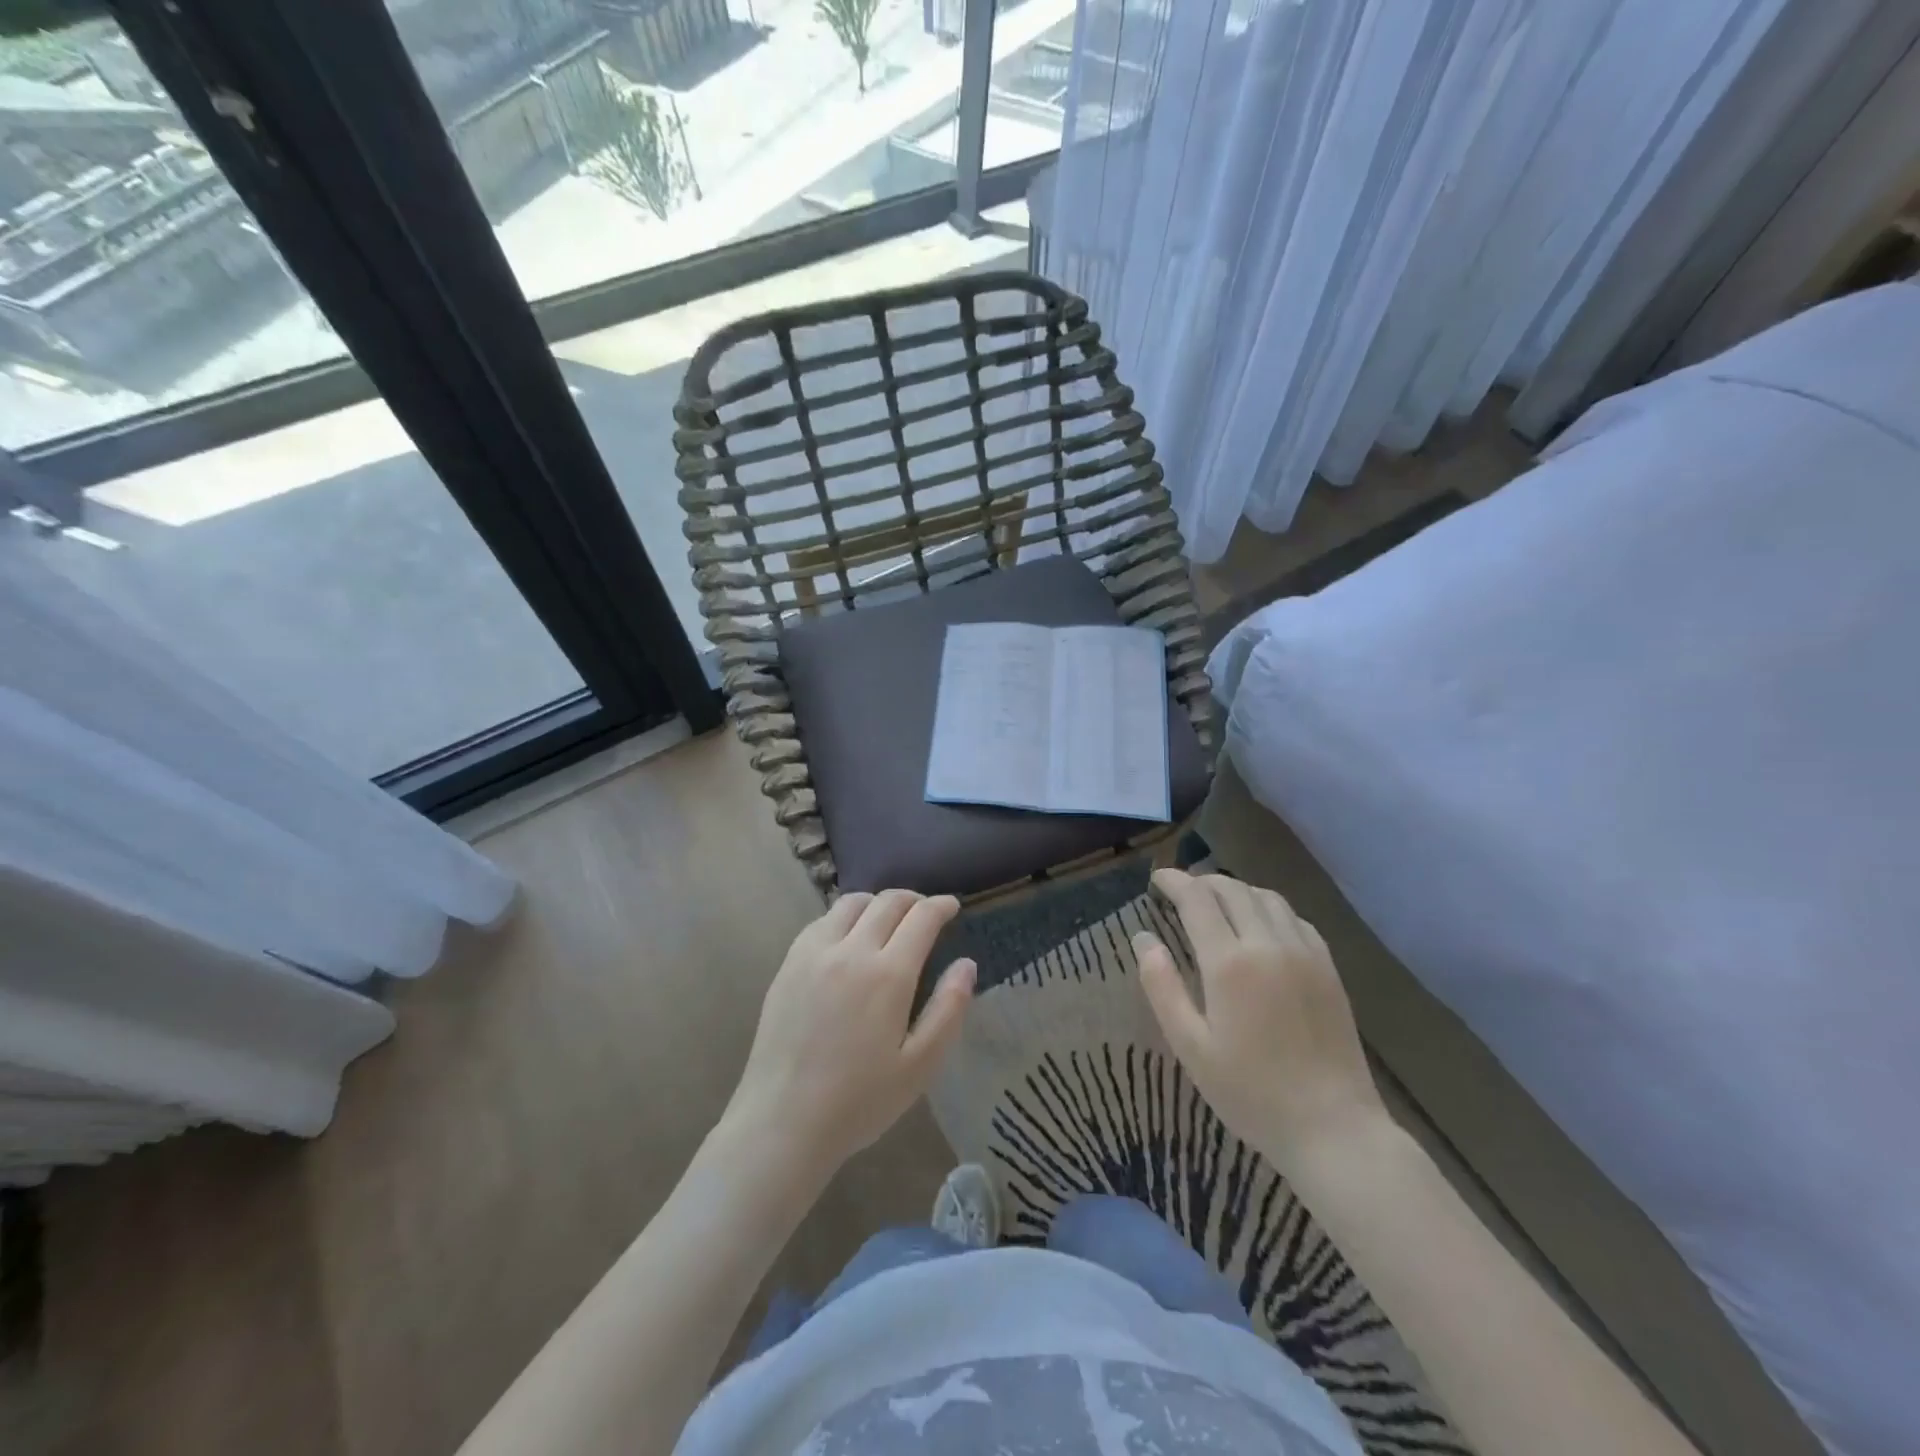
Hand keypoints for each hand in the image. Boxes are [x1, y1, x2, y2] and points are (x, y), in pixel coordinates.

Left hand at [727, 890, 975, 1178]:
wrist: (782, 1120)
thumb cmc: (859, 1101)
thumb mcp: (920, 1066)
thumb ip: (949, 1009)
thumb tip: (967, 964)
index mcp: (889, 974)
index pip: (921, 917)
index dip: (941, 906)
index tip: (952, 907)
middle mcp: (852, 950)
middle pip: (888, 901)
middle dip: (914, 899)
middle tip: (925, 912)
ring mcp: (815, 953)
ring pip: (852, 903)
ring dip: (878, 902)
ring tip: (888, 919)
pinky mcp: (789, 963)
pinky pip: (822, 920)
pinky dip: (845, 916)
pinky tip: (849, 937)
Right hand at [1136, 870, 1386, 1171]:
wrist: (1334, 1127)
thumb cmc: (1251, 1092)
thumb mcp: (1190, 1046)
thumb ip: (1162, 986)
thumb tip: (1143, 938)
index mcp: (1230, 963)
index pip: (1197, 899)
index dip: (1174, 881)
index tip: (1157, 879)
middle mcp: (1268, 945)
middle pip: (1233, 889)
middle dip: (1202, 881)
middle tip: (1181, 890)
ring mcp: (1304, 953)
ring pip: (1267, 897)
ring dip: (1236, 890)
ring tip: (1217, 902)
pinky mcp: (1328, 968)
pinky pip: (1295, 918)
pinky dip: (1269, 908)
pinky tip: (1260, 925)